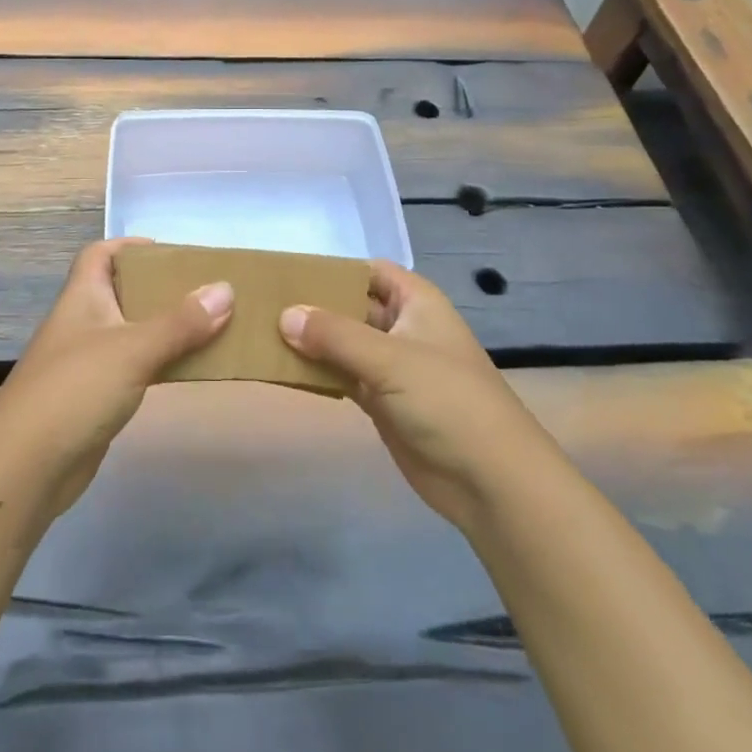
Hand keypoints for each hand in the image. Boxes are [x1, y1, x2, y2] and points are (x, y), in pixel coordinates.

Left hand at [0, 238, 232, 517]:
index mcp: (82, 297)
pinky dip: (158, 364)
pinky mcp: (93, 399)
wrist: (25, 468)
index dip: (129, 246)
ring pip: (131, 332)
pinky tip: (185, 369)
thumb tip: (225, 289)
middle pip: (121, 292)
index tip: (169, 253)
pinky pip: (133, 369)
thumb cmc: (75, 390)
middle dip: (159, 288)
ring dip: (164, 328)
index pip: (99, 254)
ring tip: (207, 326)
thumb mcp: (133, 349)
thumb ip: (180, 322)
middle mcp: (82, 323)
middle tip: (202, 290)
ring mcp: (86, 363)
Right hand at [281, 261, 530, 534]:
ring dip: (310, 341)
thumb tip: (284, 315)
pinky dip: (317, 373)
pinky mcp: (382, 402)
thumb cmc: (448, 401)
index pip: (367, 271)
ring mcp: (392, 367)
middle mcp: (402, 327)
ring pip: (342, 343)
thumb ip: (334, 335)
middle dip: (313, 305)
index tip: (287, 273)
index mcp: (415, 301)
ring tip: (261, 332)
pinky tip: (283, 369)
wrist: (491, 482)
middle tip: (262, 304)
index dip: (332, 269)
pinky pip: (342, 376)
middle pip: (350, 306)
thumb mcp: (390, 359)